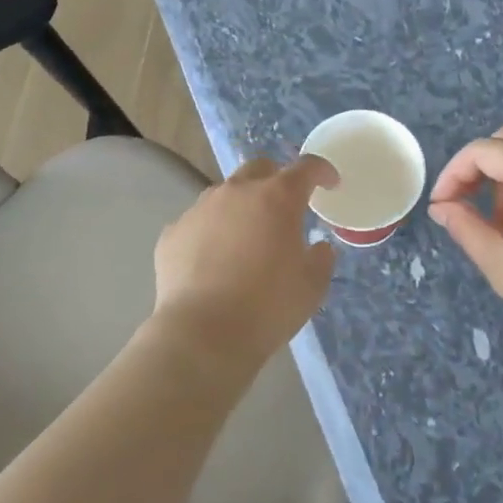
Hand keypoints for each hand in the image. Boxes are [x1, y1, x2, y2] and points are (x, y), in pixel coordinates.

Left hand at [151, 154, 338, 378]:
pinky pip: (198, 223)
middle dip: (276, 180)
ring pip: (225, 194)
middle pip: (260, 169)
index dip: (321, 171)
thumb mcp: (312, 285)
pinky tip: (212, 262)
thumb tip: (317, 247)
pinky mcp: (172, 233)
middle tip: (284, 208)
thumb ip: (321, 258)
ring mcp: (199, 210)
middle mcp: (236, 192)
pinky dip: (211, 233)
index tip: (330, 183)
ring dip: (241, 207)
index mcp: (277, 198)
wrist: (202, 335)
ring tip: (245, 239)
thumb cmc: (268, 306)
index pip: (306, 168)